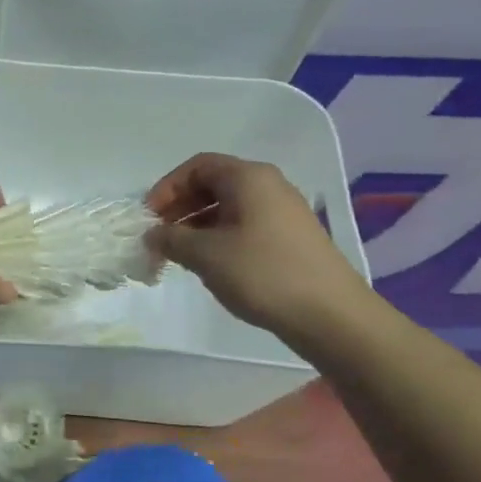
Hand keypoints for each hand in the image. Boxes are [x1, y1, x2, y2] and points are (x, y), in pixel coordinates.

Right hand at [145, 153, 369, 337]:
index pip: (197, 166)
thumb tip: (152, 234)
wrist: (331, 315)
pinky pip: (245, 225)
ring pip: (228, 207)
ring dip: (197, 225)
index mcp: (248, 178)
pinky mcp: (290, 237)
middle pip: (213, 184)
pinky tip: (210, 264)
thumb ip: (171, 239)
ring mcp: (283, 211)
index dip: (167, 187)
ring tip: (179, 254)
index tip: (149, 217)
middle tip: (159, 236)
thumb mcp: (206, 255)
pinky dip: (219, 237)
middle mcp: (268, 185)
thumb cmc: (263, 273)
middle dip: (180, 207)